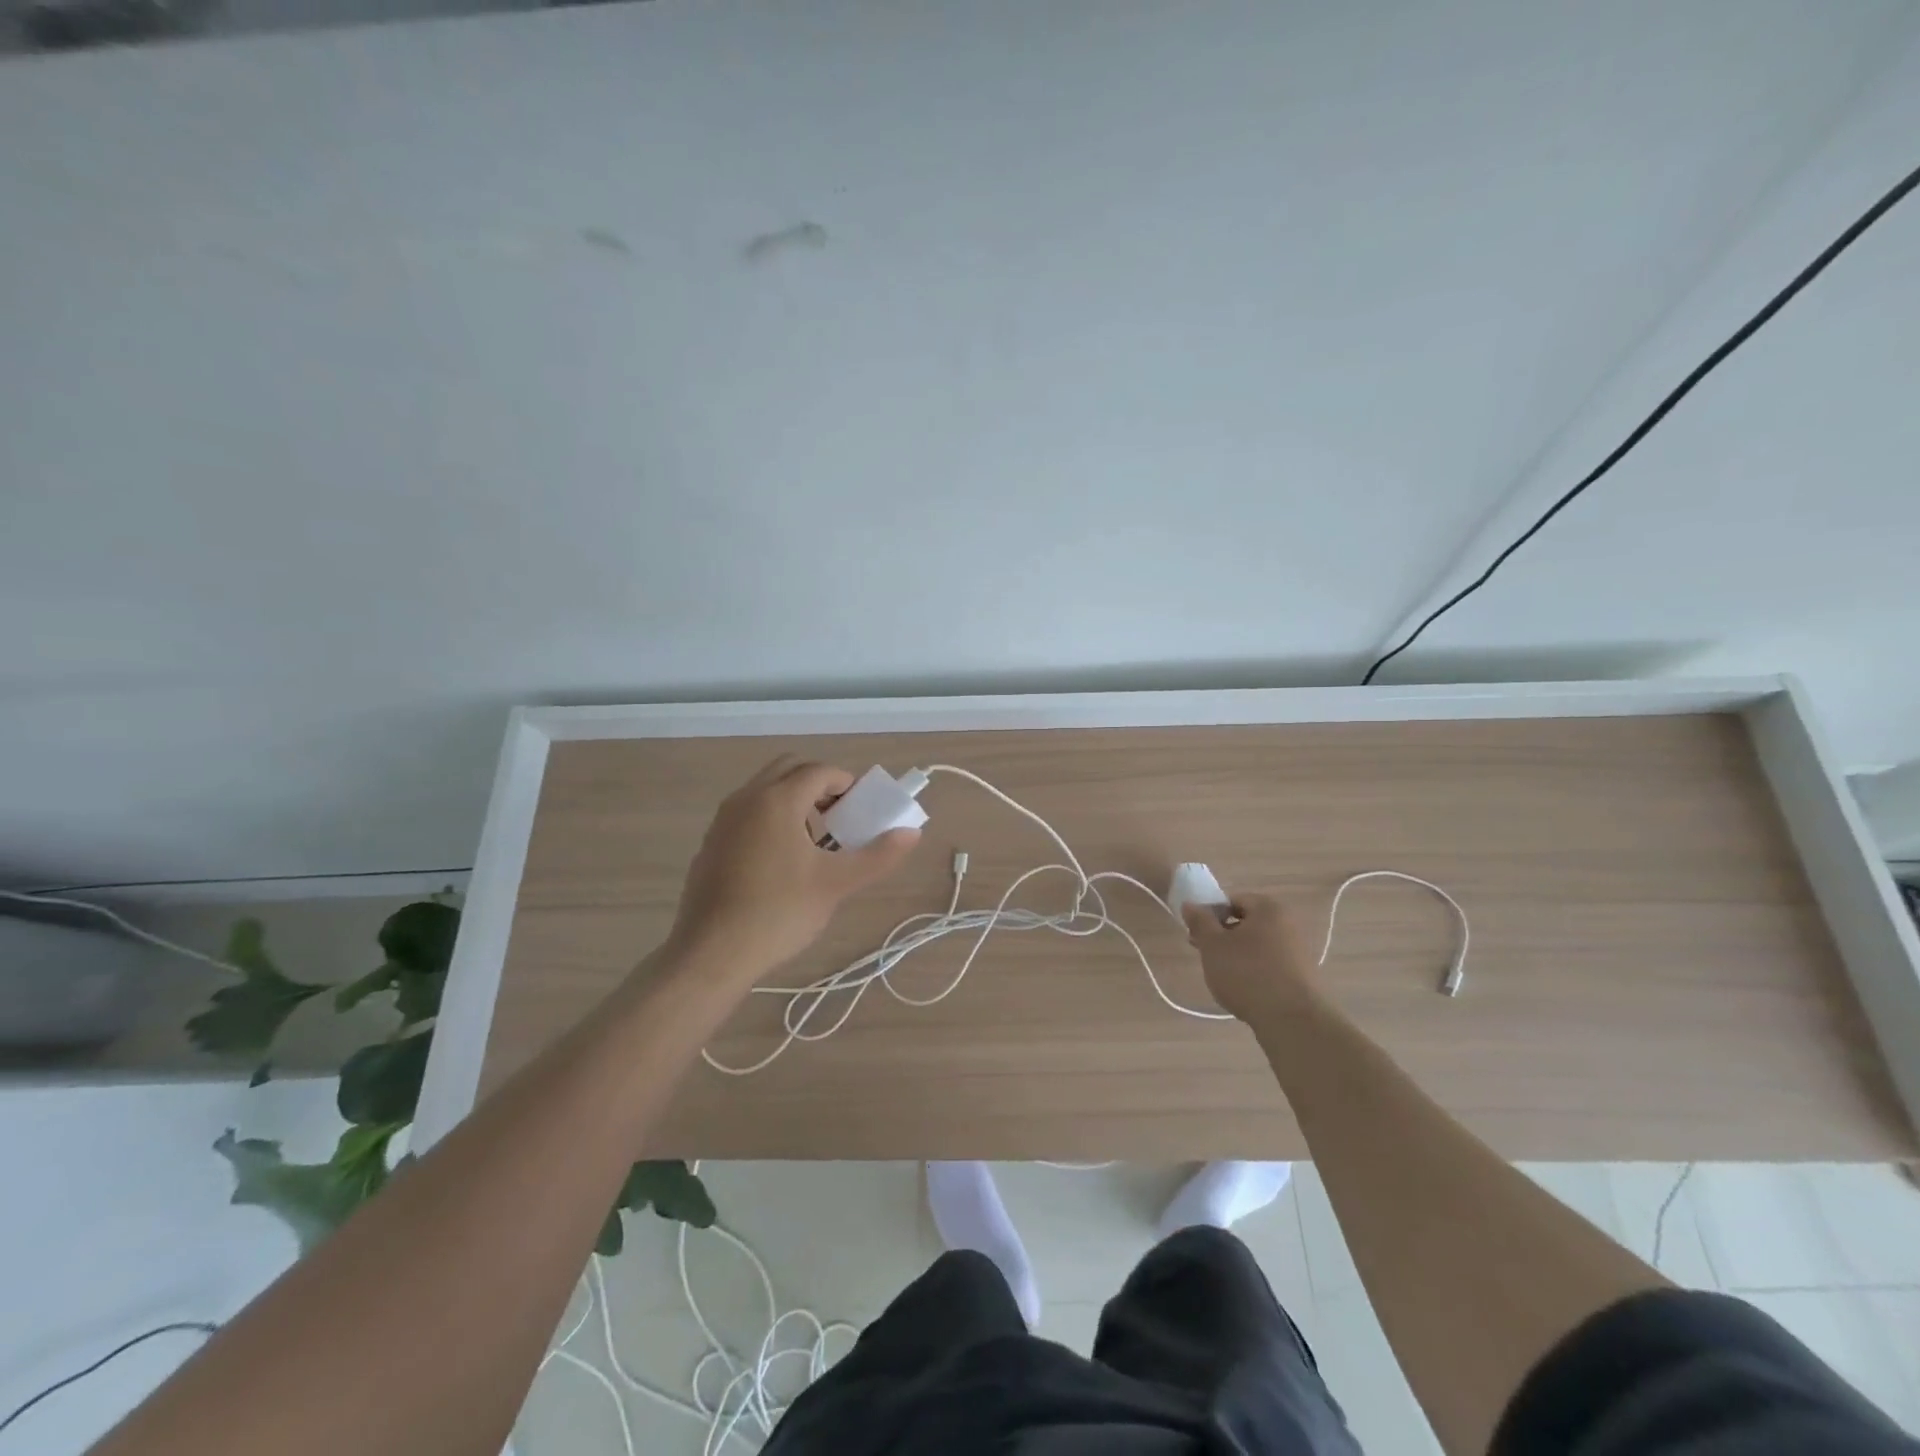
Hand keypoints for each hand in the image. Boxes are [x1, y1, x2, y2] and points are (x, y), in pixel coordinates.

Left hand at [667, 755, 920, 979]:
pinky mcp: (711, 842)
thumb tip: (912, 833)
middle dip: (819, 785)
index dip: (847, 784)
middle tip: (839, 818)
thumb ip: (878, 855)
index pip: (820, 771)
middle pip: (789, 769)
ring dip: (794, 800)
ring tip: (814, 842)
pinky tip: (781, 862)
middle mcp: (746, 798)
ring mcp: (723, 819)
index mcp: (777, 800)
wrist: (712, 953)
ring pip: (765, 789)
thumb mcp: (836, 884)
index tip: (862, 810)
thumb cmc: (779, 912)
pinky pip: (748, 812)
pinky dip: (771, 818)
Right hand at [1181, 892, 1316, 1021]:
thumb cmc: (1247, 973)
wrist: (1292, 1020)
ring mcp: (1297, 950)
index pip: (1233, 900)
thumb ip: (1200, 921)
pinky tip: (1242, 989)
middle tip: (1204, 954)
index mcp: (1268, 909)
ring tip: (1221, 975)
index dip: (1210, 914)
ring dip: (1236, 954)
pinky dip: (1253, 970)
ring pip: (1256, 945)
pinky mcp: (1301, 976)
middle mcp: (1288, 924)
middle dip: (1222, 936)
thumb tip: (1190, 904)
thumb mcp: (1213, 945)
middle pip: (1246, 922)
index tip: (1197, 934)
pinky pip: (1269, 964)